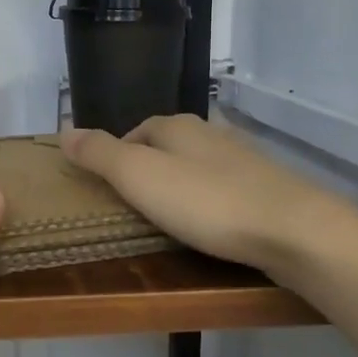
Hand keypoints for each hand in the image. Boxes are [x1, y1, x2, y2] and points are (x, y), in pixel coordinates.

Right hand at [61, 114, 351, 279]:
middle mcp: (210, 134)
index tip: (107, 186)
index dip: (117, 154)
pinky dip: (209, 202)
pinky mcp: (267, 188)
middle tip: (133, 205)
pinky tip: (211, 224)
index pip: (136, 130)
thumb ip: (100, 154)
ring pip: (198, 166)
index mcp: (177, 127)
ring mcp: (243, 159)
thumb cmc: (207, 202)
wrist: (294, 230)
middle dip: (149, 169)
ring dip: (181, 185)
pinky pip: (224, 189)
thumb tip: (63, 130)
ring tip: (168, 217)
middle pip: (168, 145)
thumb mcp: (139, 177)